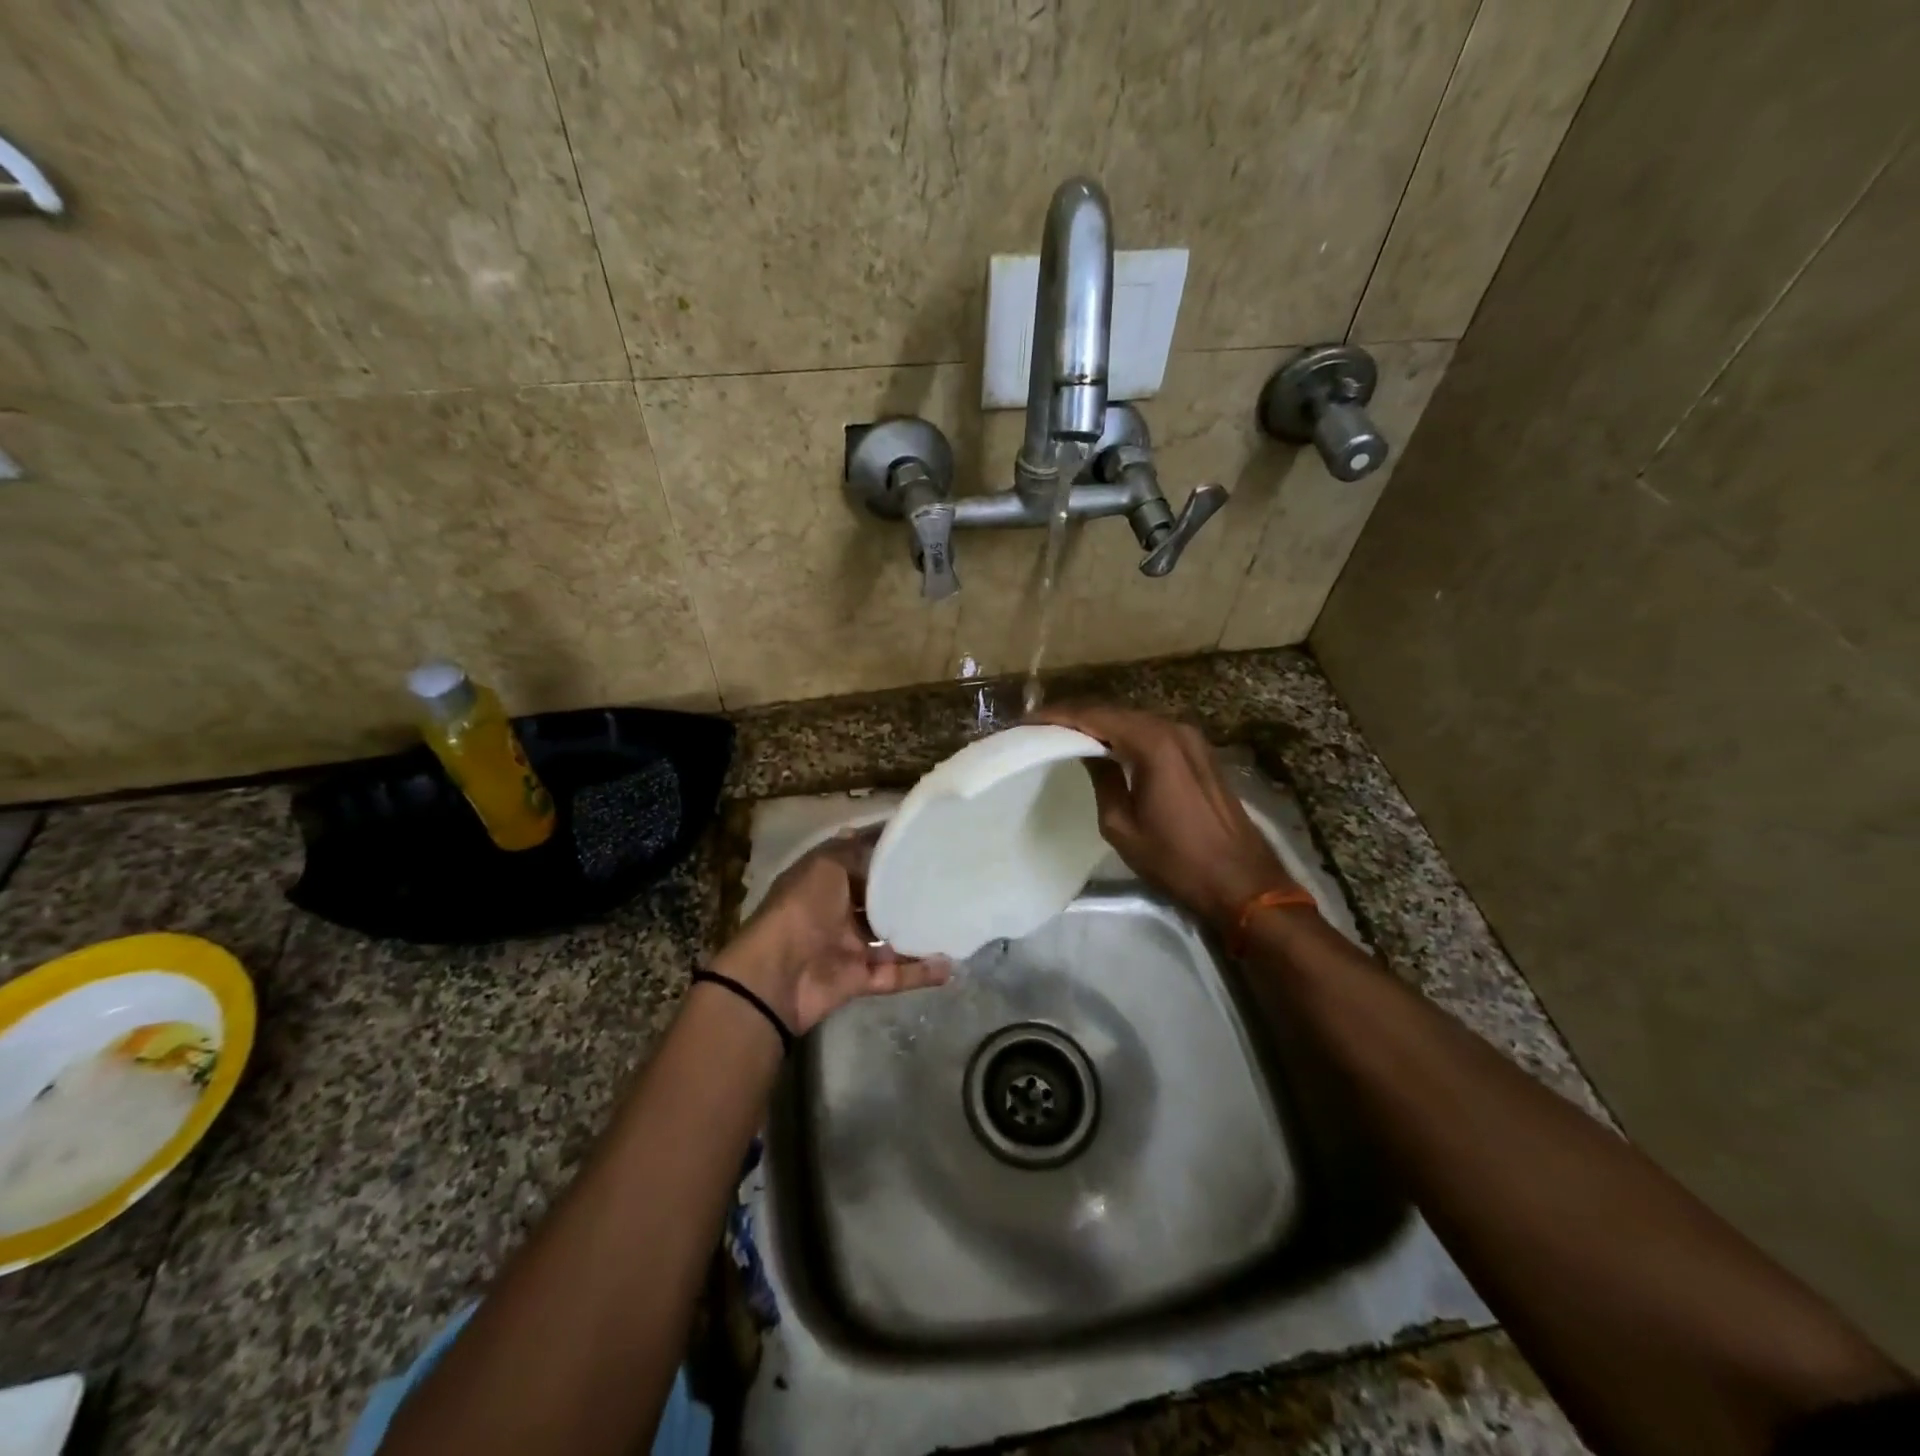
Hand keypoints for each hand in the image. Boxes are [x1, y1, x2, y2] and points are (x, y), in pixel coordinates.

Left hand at [713, 832, 949, 1035]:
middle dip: (908, 894)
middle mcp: (837, 912)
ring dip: (919, 934)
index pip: (861, 860)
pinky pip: (896, 975)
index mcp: (825, 881)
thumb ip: (855, 851)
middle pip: (879, 901)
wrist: (776, 976)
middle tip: (948, 882)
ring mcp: (849, 948)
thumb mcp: (825, 865)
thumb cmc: (801, 908)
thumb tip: (878, 833)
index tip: (924, 842)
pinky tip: (951, 964)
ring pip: (891, 939)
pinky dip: (921, 972)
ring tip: (955, 922)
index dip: (887, 852)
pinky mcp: (859, 979)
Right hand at [1033, 705, 1296, 932]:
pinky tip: (1106, 745)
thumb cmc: (1176, 860)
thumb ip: (1102, 779)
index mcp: (1152, 743)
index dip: (1058, 715)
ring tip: (1066, 733)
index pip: (1094, 715)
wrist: (1242, 881)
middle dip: (1076, 715)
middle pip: (1114, 711)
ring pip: (1134, 720)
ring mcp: (1191, 738)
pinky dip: (1125, 734)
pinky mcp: (1200, 752)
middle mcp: (1173, 729)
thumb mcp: (1121, 826)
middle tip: (1042, 726)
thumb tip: (1088, 752)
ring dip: (1101, 724)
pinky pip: (1153, 732)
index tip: (1027, 721)